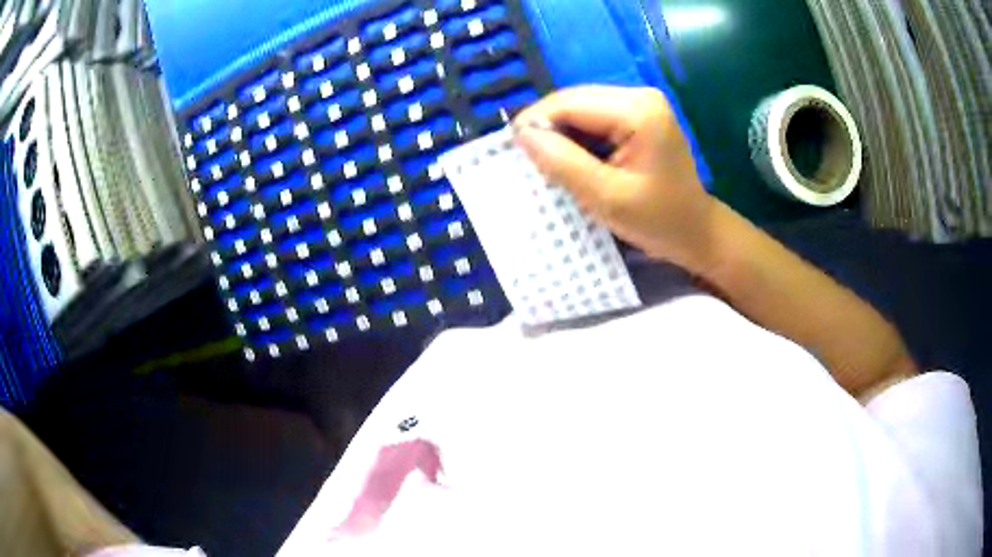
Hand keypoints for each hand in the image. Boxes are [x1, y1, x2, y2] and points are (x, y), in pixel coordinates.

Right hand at [514, 86, 717, 272]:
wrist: (694, 231)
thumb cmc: (658, 220)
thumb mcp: (606, 197)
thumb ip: (563, 163)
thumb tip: (522, 134)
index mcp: (638, 110)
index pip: (569, 103)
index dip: (535, 123)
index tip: (515, 155)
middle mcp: (638, 95)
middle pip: (573, 101)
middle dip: (548, 129)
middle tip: (533, 164)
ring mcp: (639, 103)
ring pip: (579, 109)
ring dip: (561, 135)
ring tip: (553, 166)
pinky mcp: (636, 115)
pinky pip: (592, 118)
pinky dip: (577, 139)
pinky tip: (574, 162)